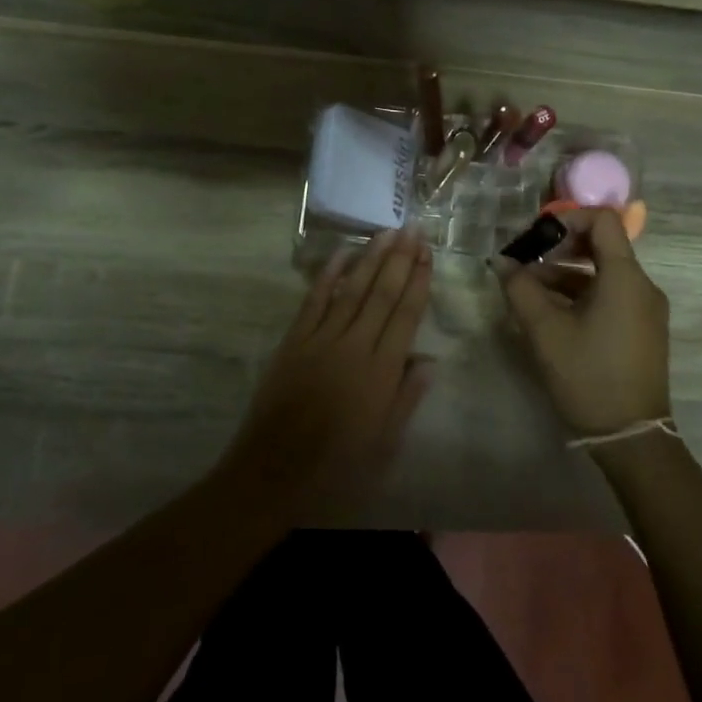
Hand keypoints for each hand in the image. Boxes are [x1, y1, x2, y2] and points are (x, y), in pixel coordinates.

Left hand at [220, 230, 434, 519]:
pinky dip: (328, 275)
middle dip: (400, 259)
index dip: (418, 281)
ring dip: (371, 258)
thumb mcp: (384, 443)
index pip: (406, 315)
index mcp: (381, 372)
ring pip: (351, 290)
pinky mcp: (293, 341)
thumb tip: (428, 361)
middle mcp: (354, 346)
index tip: (428, 254)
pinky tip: (342, 254)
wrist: (273, 471)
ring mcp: (321, 340)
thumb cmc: (336, 466)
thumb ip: (406, 398)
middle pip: (382, 294)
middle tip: (413, 229)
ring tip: (387, 231)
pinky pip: (313, 300)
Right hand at [496, 206, 668, 436]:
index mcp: (625, 277)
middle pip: (602, 245)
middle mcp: (643, 285)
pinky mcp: (642, 329)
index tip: (536, 236)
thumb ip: (520, 288)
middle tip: (526, 262)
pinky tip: (552, 313)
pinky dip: (582, 293)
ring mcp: (646, 309)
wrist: (631, 436)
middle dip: (560, 248)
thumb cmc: (588, 375)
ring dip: (566, 274)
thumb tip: (502, 261)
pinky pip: (612, 295)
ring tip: (529, 292)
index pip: (603, 219)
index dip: (567, 217)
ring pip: (604, 273)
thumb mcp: (545, 330)